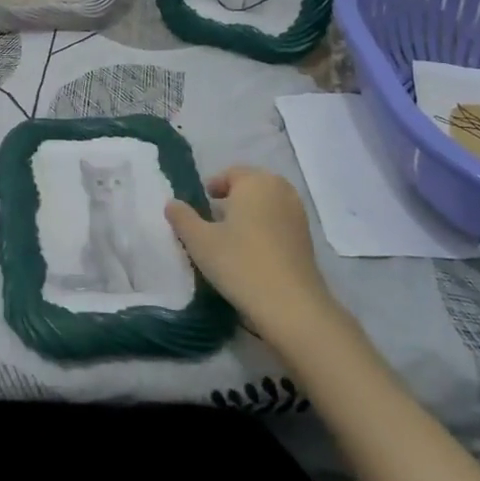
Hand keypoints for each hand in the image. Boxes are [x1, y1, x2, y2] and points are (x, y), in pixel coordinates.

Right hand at [166, 167, 347, 341]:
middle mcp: (280, 190)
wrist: (292, 307)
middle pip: (251, 187)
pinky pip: (279, 224)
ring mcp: (298, 215)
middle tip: (214, 219)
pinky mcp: (307, 240)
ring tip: (231, 238)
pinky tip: (252, 254)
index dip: (213, 187)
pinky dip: (265, 230)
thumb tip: (172, 203)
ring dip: (250, 215)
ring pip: (267, 205)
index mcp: (255, 181)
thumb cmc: (240, 263)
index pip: (230, 174)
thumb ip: (182, 218)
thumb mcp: (199, 241)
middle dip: (233, 199)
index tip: (202, 204)